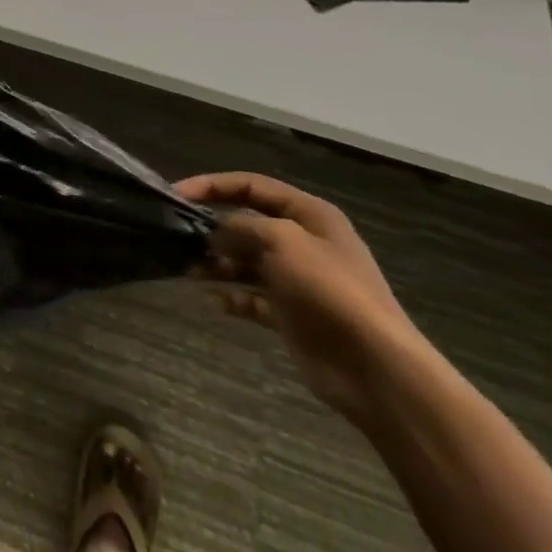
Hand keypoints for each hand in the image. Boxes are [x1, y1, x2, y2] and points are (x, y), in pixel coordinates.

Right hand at [174, 172, 424, 419]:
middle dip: (214, 228)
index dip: (213, 185)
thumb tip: (215, 232)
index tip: (177, 194)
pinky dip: (233, 297)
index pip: (252, 186)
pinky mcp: (293, 315)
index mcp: (309, 214)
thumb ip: (240, 227)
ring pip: (247, 261)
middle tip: (179, 237)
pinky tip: (215, 301)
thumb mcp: (281, 241)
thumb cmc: (328, 290)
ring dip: (219, 264)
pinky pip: (254, 298)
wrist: (374, 367)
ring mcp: (298, 280)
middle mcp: (304, 242)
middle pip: (248, 223)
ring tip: (191, 270)